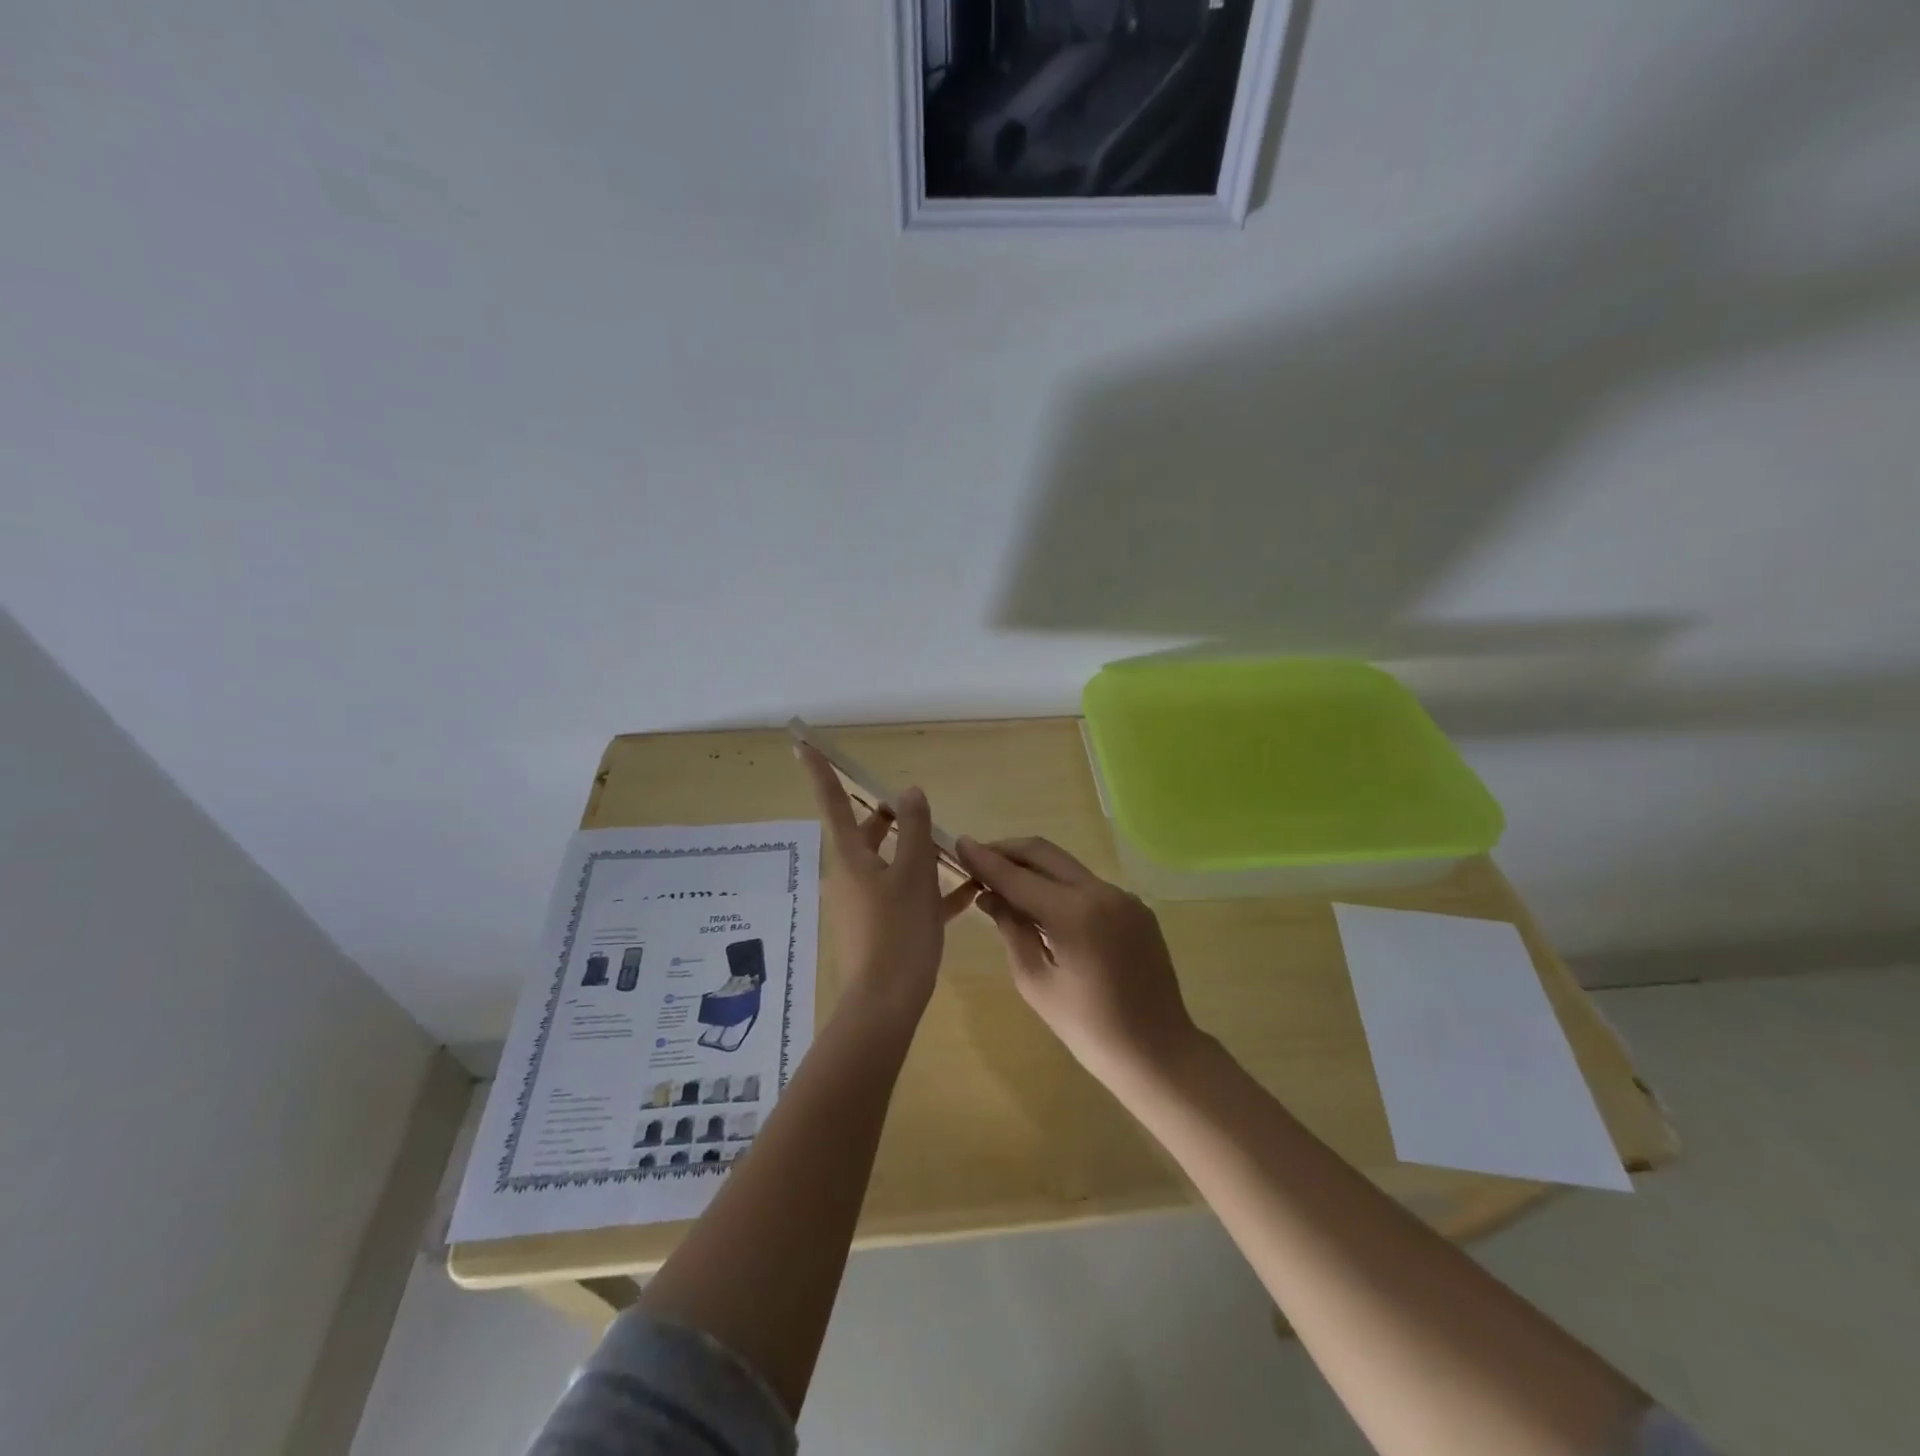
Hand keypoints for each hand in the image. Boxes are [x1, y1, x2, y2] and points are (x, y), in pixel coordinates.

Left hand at [797, 743, 976, 1020]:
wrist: (886, 1004)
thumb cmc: (898, 932)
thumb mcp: (914, 875)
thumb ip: (916, 831)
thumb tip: (910, 793)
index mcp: (851, 858)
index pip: (833, 802)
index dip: (819, 771)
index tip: (802, 743)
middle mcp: (851, 876)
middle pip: (866, 833)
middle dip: (889, 816)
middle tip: (916, 806)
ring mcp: (864, 903)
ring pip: (889, 864)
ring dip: (916, 852)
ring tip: (951, 845)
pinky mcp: (880, 927)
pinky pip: (904, 895)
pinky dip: (927, 887)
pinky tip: (966, 890)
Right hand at [956, 836, 1200, 1086]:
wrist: (1158, 1052)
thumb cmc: (1088, 1028)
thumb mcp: (1036, 982)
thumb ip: (1012, 929)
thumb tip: (989, 895)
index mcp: (1074, 912)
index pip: (1017, 876)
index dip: (985, 859)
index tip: (960, 844)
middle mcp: (1101, 891)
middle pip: (1044, 853)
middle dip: (1008, 851)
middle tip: (978, 859)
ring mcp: (1124, 897)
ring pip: (1067, 867)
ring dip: (1034, 868)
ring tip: (1005, 883)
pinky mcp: (1137, 908)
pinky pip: (1089, 886)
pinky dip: (1061, 886)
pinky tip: (1045, 907)